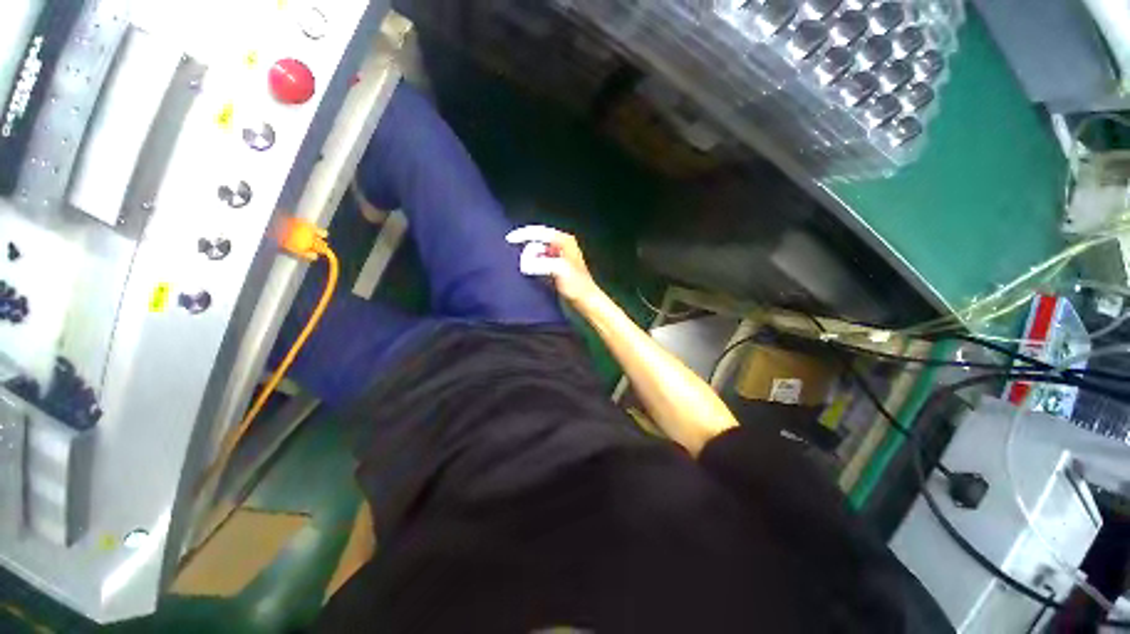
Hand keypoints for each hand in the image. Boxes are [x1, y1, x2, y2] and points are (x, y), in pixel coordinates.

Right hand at [506, 225, 600, 304]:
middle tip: (521, 262)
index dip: (524, 234)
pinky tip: (528, 272)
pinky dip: (532, 265)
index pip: (540, 232)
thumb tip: (524, 264)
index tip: (509, 240)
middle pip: (537, 241)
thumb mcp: (559, 270)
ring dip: (529, 258)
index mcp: (564, 241)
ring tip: (524, 268)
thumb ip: (540, 263)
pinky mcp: (555, 268)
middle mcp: (561, 245)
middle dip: (526, 249)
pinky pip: (539, 261)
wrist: (585, 301)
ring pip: (537, 252)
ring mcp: (558, 256)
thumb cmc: (577, 285)